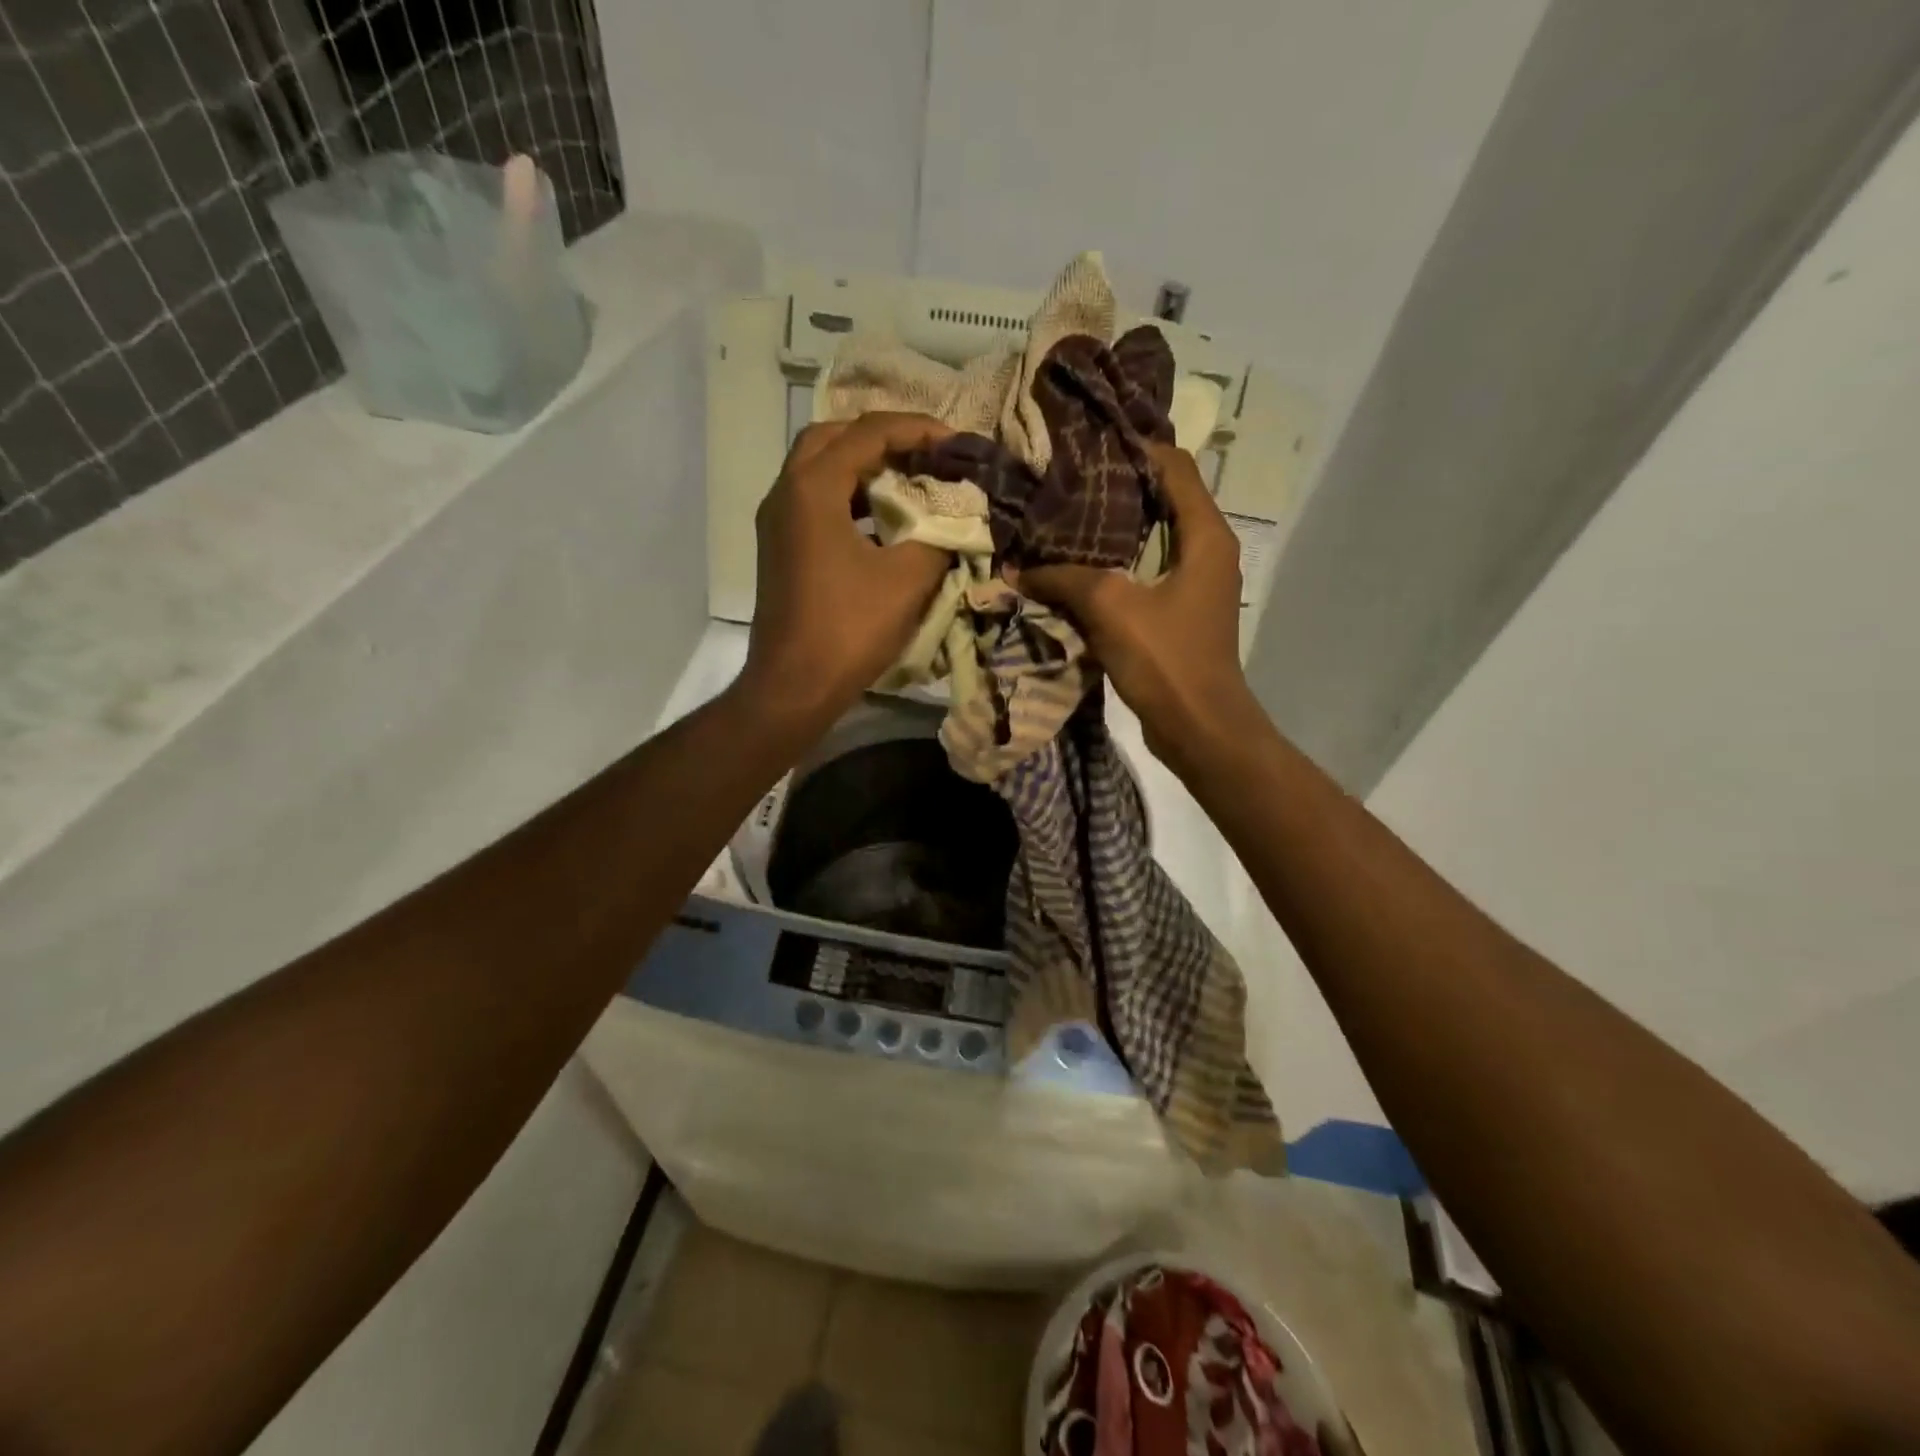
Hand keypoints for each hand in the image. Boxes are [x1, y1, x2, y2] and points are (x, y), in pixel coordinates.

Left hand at [738, 412, 953, 732]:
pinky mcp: (780, 550)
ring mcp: (777, 523)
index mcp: (813, 488)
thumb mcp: (908, 579)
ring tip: (908, 481)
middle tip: (924, 453)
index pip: (868, 433)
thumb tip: (956, 520)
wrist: (794, 686)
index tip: (956, 442)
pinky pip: (816, 503)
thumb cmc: (849, 629)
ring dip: (863, 468)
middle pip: (833, 438)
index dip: (917, 430)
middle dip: (882, 438)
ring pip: (819, 470)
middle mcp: (786, 493)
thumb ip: (938, 536)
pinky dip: (850, 498)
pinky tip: (882, 522)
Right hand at [1017, 442, 1259, 769]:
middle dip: (1116, 487)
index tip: (1088, 440)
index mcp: (1206, 534)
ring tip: (1063, 517)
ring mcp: (1194, 583)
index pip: (1174, 466)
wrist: (1199, 728)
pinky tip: (1074, 567)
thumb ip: (1064, 579)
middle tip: (1066, 478)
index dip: (1134, 447)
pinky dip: (1114, 565)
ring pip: (1150, 538)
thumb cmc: (1167, 658)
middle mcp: (1207, 550)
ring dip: (1112, 530)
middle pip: (1162, 499)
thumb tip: (1016, 567)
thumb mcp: (1111, 607)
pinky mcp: (1178, 612)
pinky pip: (1144, 573)